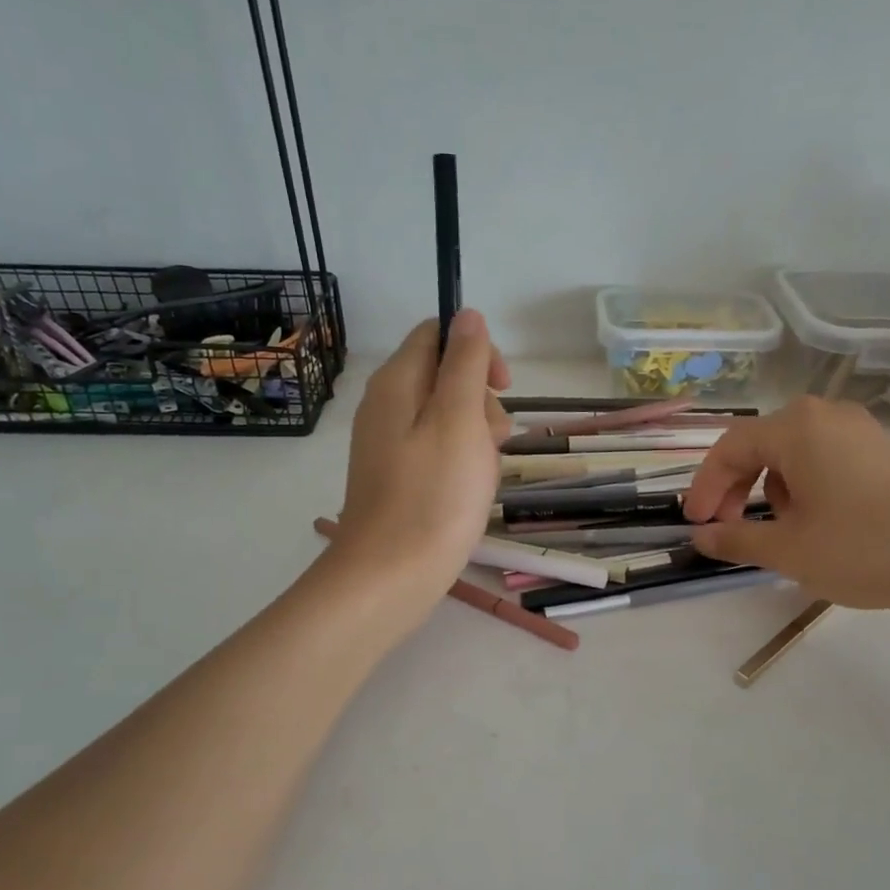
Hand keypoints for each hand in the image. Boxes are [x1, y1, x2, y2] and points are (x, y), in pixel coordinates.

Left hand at [330, 309, 510, 623]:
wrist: (392, 575)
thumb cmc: (434, 495)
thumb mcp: (459, 419)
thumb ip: (465, 362)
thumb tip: (467, 314)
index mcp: (397, 382)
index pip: (438, 334)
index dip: (476, 351)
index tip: (502, 387)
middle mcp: (387, 405)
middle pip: (445, 376)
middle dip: (481, 401)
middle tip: (494, 439)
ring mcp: (390, 443)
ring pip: (448, 417)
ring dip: (477, 436)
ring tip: (483, 474)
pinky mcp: (398, 476)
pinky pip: (438, 450)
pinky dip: (462, 462)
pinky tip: (470, 491)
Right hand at [680, 396, 889, 613]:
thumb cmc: (863, 548)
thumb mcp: (788, 549)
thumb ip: (736, 539)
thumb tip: (701, 538)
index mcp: (796, 428)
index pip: (729, 448)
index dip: (704, 486)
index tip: (695, 524)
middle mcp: (826, 416)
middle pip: (761, 444)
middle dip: (735, 486)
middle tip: (725, 526)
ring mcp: (861, 430)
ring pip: (794, 452)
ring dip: (771, 487)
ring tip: (778, 529)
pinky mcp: (886, 450)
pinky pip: (827, 458)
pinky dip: (806, 485)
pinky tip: (818, 521)